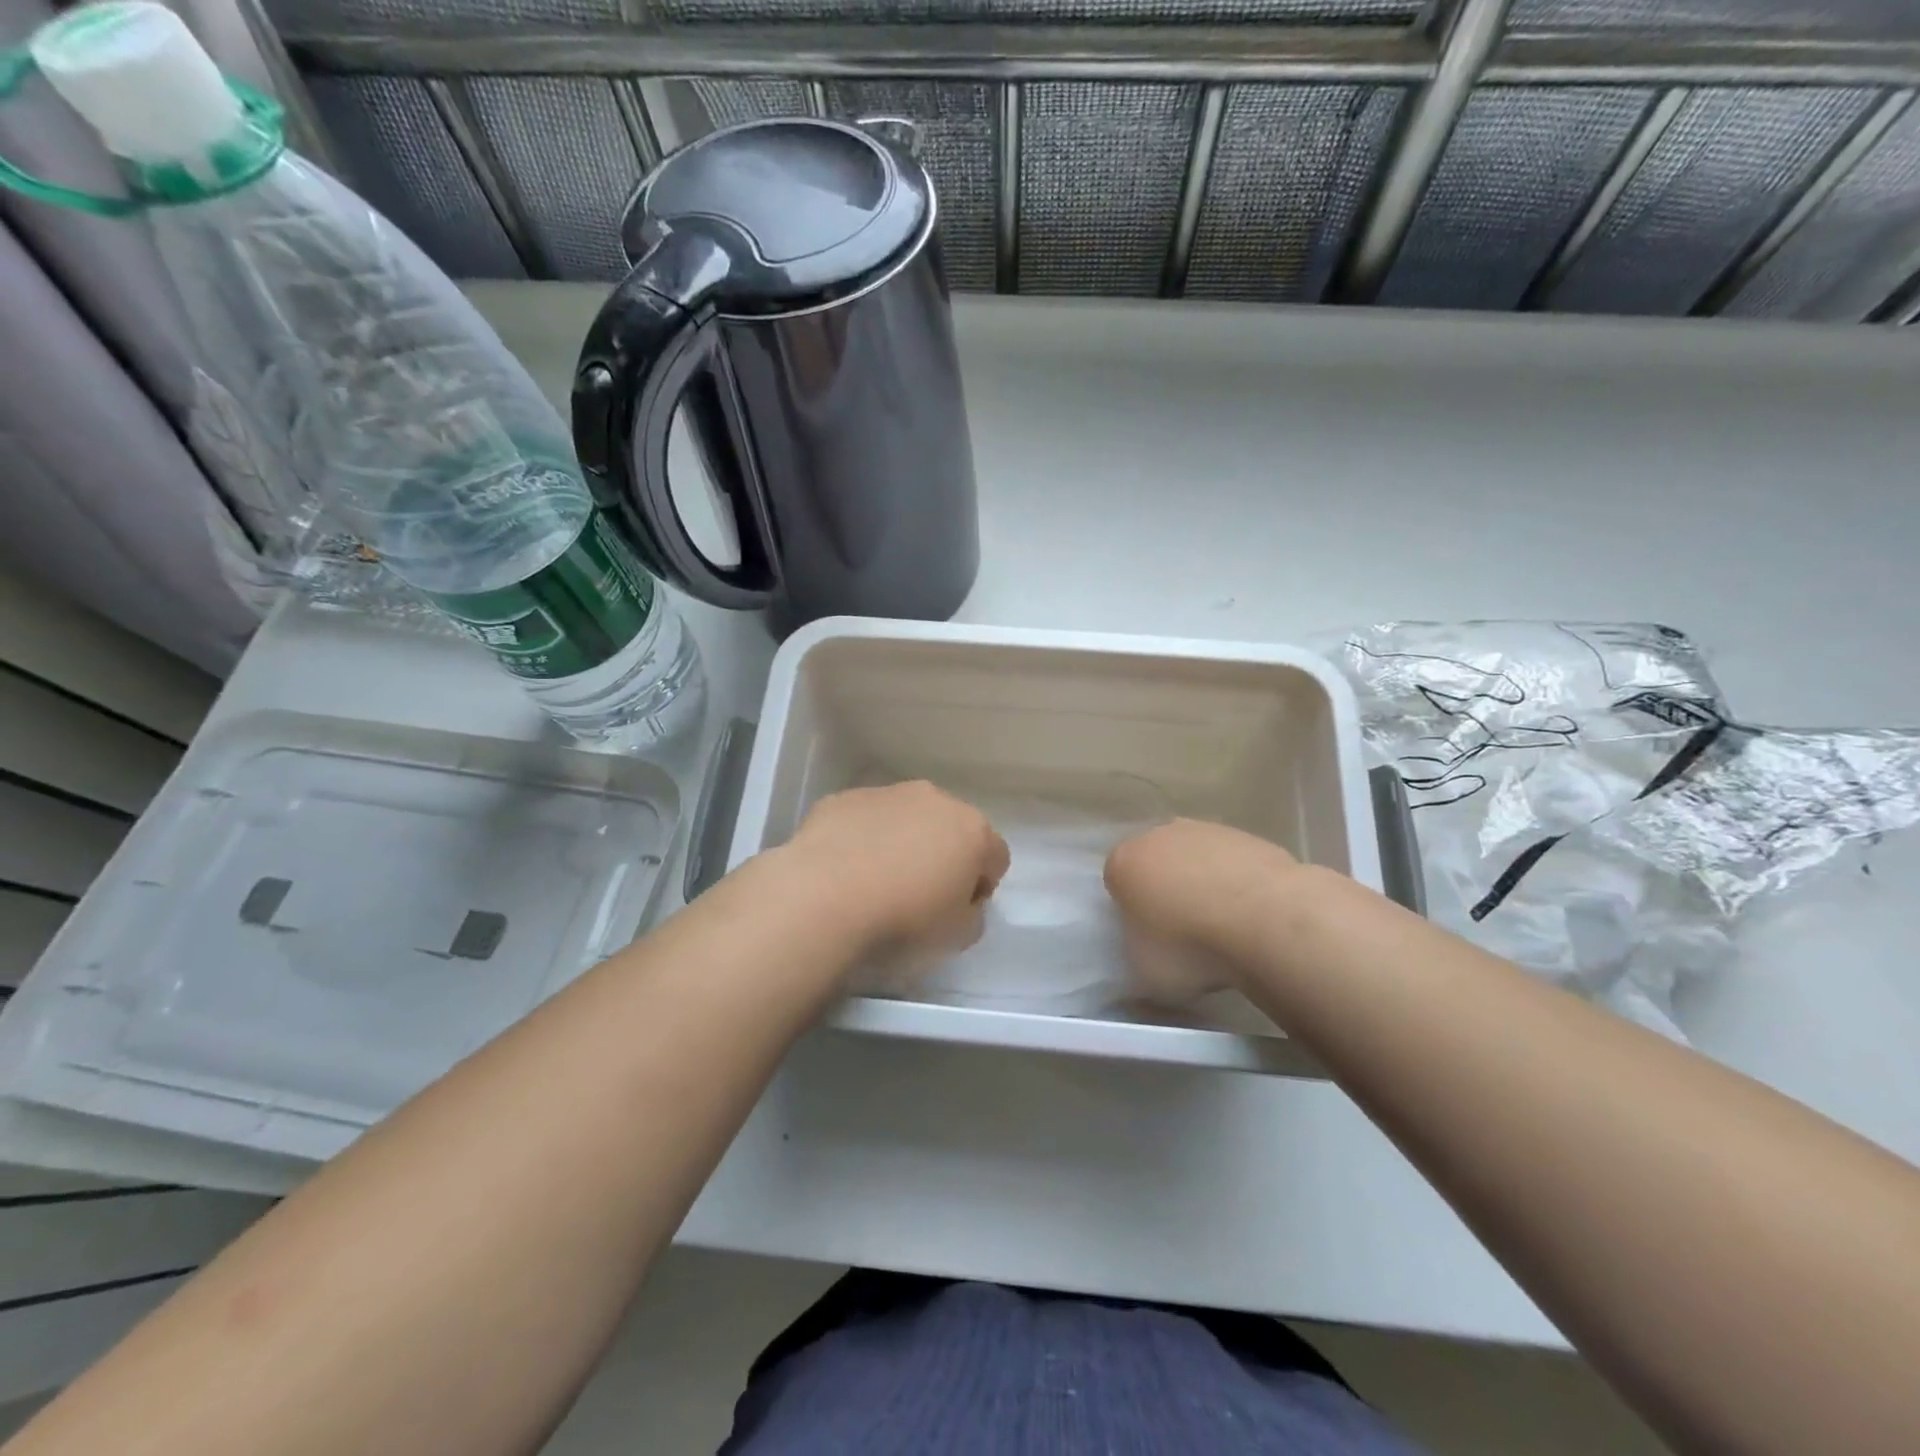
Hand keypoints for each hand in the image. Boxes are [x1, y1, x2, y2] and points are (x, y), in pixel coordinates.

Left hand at [783, 782, 1009, 967]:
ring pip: (906, 818)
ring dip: (901, 843)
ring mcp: (887, 794)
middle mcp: (934, 800)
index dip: (981, 887)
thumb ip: (972, 915)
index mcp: (972, 830)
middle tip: (919, 895)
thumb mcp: (957, 937)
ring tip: (875, 882)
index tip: (958, 911)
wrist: (824, 897)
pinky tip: (844, 871)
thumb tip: (963, 903)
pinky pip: (864, 820)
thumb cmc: (904, 920)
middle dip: (942, 855)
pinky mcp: (844, 798)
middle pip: (951, 828)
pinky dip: (862, 839)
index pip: (995, 857)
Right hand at [1104, 820, 1301, 1002]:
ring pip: (1194, 859)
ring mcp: (1205, 830)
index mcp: (1123, 863)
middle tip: (1185, 932)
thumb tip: (1146, 954)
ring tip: (1224, 926)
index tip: (1150, 939)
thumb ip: (1137, 955)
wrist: (1266, 920)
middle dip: (1165, 891)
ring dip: (1202, 885)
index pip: (1116, 885)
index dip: (1132, 913)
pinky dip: (1236, 883)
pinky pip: (1231, 863)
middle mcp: (1158, 835)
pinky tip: (1251, 913)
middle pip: (1155, 864)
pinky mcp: (1246, 835)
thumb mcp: (1144, 972)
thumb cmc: (1191, 947)